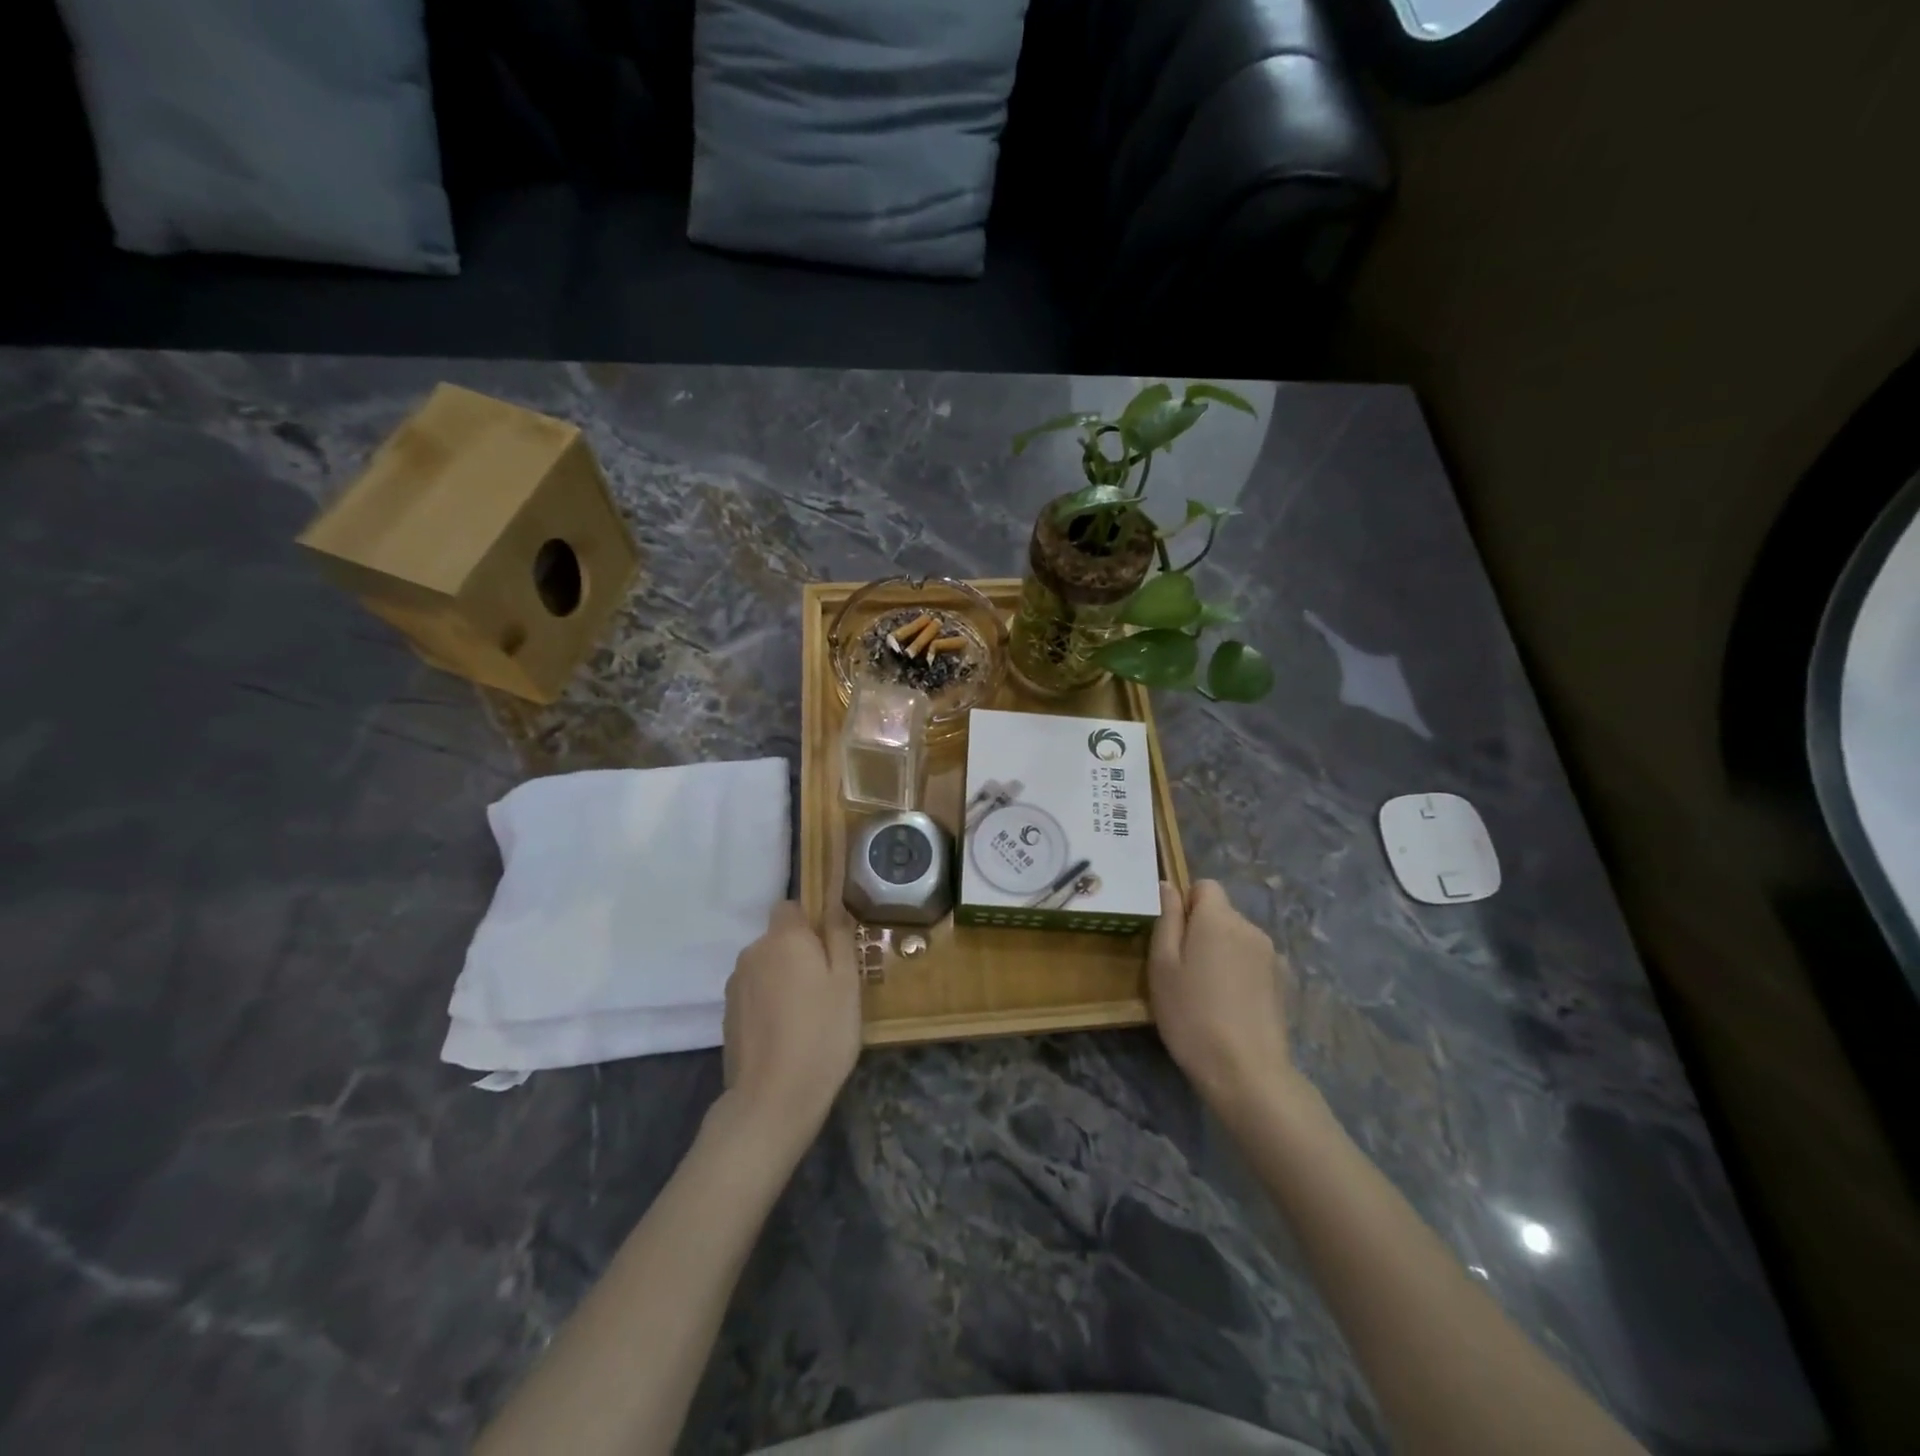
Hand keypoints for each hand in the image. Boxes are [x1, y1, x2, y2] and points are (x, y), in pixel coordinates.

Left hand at [721, 901, 861, 1146]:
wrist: (773, 1099)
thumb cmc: (822, 1033)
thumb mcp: (847, 982)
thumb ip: (839, 937)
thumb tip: (834, 904)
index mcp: (784, 938)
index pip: (790, 907)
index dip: (810, 922)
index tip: (830, 949)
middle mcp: (753, 952)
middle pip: (778, 939)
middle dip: (799, 954)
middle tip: (827, 988)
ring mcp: (735, 985)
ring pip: (765, 967)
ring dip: (782, 979)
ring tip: (807, 1016)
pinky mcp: (727, 1015)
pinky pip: (754, 994)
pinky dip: (768, 1004)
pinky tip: (785, 1034)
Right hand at [1148, 880, 1298, 1113]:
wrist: (1246, 1072)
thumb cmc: (1191, 1014)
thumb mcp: (1162, 965)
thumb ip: (1167, 919)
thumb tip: (1168, 886)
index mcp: (1218, 918)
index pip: (1205, 886)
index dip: (1186, 904)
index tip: (1174, 937)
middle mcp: (1250, 927)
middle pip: (1221, 913)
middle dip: (1202, 930)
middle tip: (1183, 970)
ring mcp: (1271, 956)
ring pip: (1237, 939)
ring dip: (1221, 952)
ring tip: (1207, 992)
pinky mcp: (1284, 983)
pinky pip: (1252, 962)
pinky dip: (1239, 973)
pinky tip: (1231, 1006)